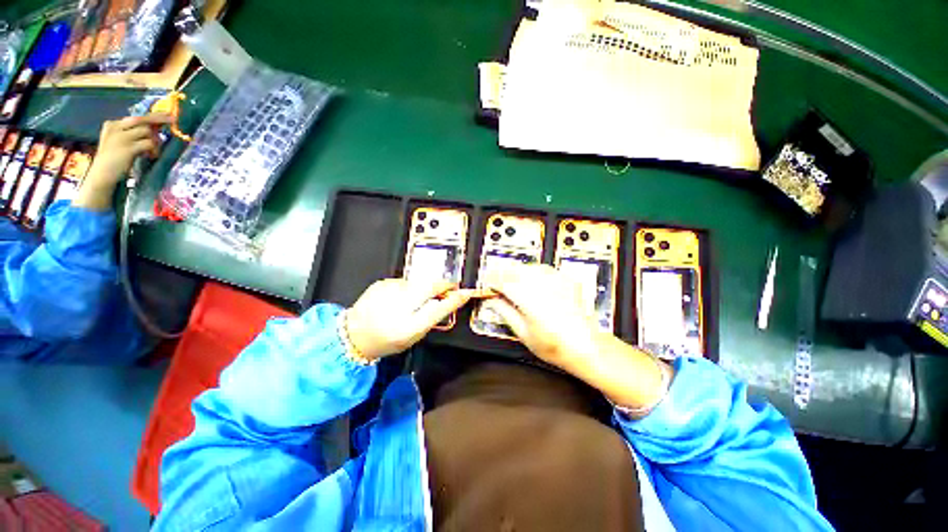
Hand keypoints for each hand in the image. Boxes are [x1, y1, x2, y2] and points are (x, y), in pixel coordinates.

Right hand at [73, 114, 172, 210]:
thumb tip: (154, 128)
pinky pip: (149, 143)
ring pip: (147, 132)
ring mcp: (121, 137)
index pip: (136, 117)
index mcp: (113, 125)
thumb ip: (133, 134)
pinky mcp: (128, 148)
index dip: (153, 116)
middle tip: (173, 120)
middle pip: (142, 120)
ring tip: (152, 152)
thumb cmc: (114, 159)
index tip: (168, 115)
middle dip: (159, 119)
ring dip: (155, 142)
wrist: (102, 174)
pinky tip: (151, 155)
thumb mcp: (121, 142)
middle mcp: (116, 128)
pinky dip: (154, 149)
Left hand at [345, 279, 473, 361]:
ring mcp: (388, 292)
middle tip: (447, 287)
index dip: (454, 300)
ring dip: (422, 287)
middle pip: (429, 287)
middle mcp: (398, 307)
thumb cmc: (388, 339)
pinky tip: (398, 297)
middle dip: (442, 285)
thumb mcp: (413, 336)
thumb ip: (431, 318)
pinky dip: (408, 287)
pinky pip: (404, 281)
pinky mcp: (382, 282)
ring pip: (418, 282)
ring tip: (413, 299)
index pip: (438, 310)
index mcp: (408, 327)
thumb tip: (447, 300)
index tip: (466, 292)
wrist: (354, 334)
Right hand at [481, 263, 602, 372]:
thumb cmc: (557, 346)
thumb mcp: (524, 333)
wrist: (586, 346)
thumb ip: (505, 313)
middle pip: (515, 270)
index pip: (504, 281)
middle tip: (496, 282)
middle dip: (502, 273)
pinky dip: (532, 272)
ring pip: (528, 266)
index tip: (488, 284)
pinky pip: (543, 268)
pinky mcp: (565, 280)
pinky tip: (530, 280)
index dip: (492, 281)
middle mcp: (543, 286)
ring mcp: (556, 281)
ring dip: (516, 271)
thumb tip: (493, 301)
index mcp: (530, 300)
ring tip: (511, 281)